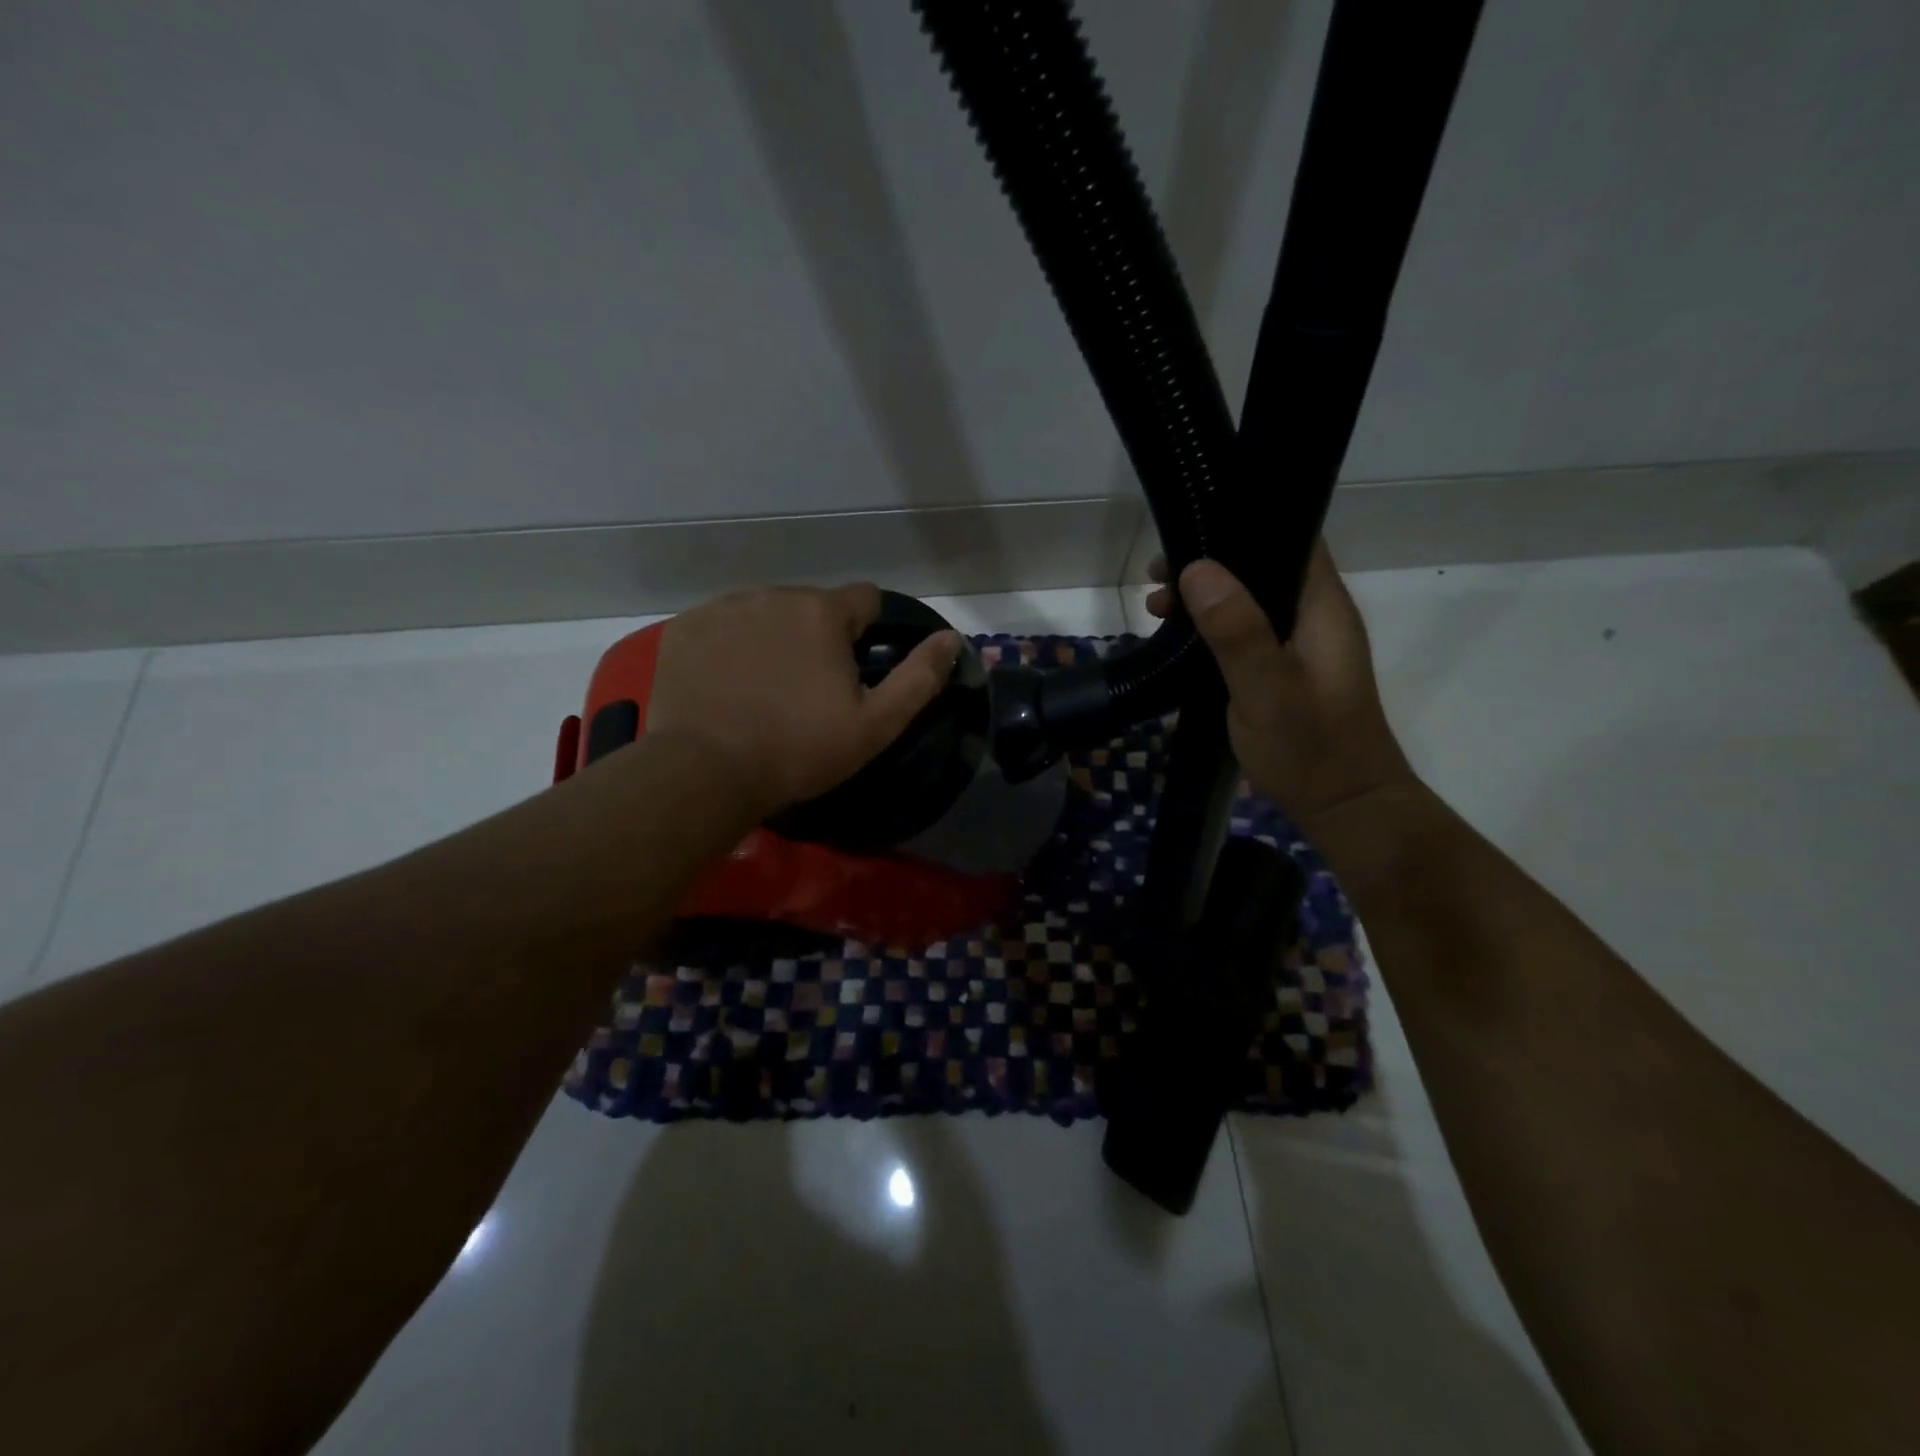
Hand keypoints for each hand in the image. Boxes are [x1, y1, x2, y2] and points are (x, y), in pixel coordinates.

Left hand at [644, 583, 961, 818]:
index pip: (864, 598)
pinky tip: (725, 686)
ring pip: (764, 613)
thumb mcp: (875, 724)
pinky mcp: (684, 629)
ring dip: (772, 638)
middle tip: (806, 690)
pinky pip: (721, 626)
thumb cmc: (799, 749)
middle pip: (811, 606)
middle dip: (816, 636)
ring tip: (762, 689)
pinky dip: (729, 646)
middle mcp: (773, 595)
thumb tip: (952, 639)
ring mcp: (723, 609)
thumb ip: (919, 678)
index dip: (867, 632)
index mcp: (823, 613)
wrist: (705, 772)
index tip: (854, 670)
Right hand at [1147, 543, 1416, 830]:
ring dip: (1205, 598)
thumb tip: (1197, 568)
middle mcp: (1315, 616)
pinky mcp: (1284, 670)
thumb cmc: (1309, 748)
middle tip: (1158, 576)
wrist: (1344, 807)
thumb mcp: (1265, 689)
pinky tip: (1178, 640)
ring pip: (1249, 600)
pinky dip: (1211, 627)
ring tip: (1156, 606)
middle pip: (1262, 567)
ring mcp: (1301, 645)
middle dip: (1209, 564)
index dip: (1242, 523)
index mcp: (1321, 608)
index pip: (1292, 537)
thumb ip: (1236, 631)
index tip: (1190, 528)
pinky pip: (1245, 632)